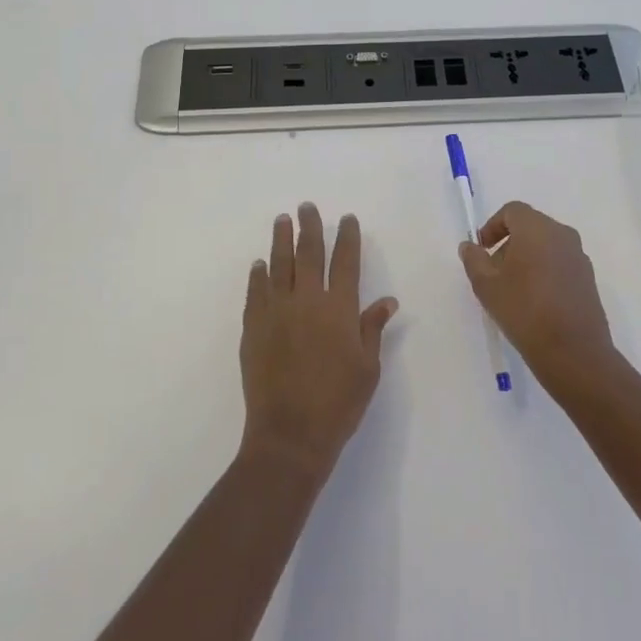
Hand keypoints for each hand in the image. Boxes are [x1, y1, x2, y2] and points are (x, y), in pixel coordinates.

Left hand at [240, 203, 398, 477]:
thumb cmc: (339, 403)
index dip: (347, 237)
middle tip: (306, 206)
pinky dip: (258, 275)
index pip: (346, 262)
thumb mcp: (368, 368)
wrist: (290, 434)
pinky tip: (260, 264)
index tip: (347, 218)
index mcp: (340, 309)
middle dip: (310, 227)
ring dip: (281, 240)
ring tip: (282, 221)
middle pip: (309, 254)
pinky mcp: (254, 328)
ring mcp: (277, 312)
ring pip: (279, 265)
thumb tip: (387, 300)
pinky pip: (256, 292)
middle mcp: (307, 301)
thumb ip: (372, 329)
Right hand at [459, 201, 616, 395]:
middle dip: (509, 243)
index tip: (482, 250)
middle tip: (494, 271)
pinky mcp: (588, 277)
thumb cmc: (524, 311)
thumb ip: (474, 260)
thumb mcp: (487, 286)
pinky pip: (560, 262)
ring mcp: (579, 256)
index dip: (493, 226)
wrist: (573, 351)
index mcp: (537, 228)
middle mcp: (562, 234)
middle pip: (530, 226)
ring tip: (513, 289)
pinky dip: (545, 270)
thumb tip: (469, 246)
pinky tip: (535, 300)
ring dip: (527, 257)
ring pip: (546, 244)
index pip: (512, 211)